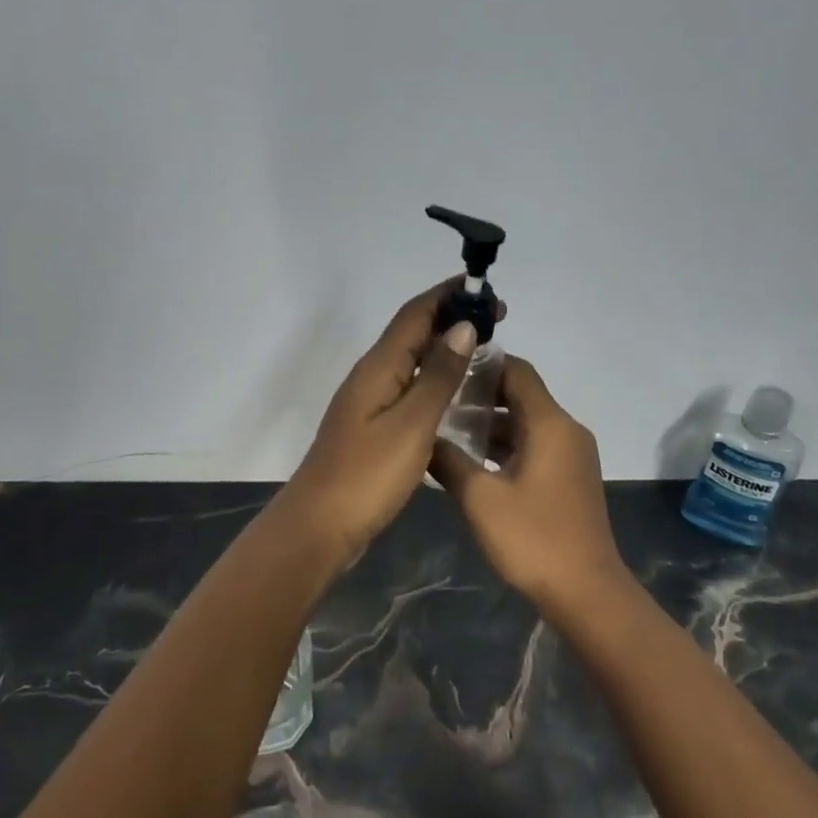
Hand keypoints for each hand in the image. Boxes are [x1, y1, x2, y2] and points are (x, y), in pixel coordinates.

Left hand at [280, 280, 500, 566]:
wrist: (320, 526)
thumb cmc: (367, 475)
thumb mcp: (411, 424)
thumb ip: (438, 376)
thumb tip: (462, 327)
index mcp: (379, 367)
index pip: (415, 313)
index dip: (450, 295)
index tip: (487, 290)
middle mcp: (372, 376)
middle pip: (412, 332)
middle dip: (452, 318)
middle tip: (497, 321)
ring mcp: (370, 403)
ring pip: (411, 361)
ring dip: (445, 348)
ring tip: (485, 351)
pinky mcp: (373, 428)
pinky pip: (409, 388)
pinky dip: (435, 380)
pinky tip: (456, 395)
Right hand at [428, 356, 625, 606]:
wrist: (586, 591)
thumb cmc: (533, 538)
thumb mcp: (480, 498)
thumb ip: (449, 460)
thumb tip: (424, 438)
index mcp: (550, 424)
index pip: (517, 371)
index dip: (483, 364)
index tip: (446, 367)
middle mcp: (566, 430)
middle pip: (522, 395)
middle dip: (481, 395)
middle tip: (439, 400)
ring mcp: (572, 455)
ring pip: (527, 423)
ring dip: (491, 424)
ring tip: (447, 430)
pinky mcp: (570, 477)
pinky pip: (535, 446)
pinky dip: (506, 446)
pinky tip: (473, 462)